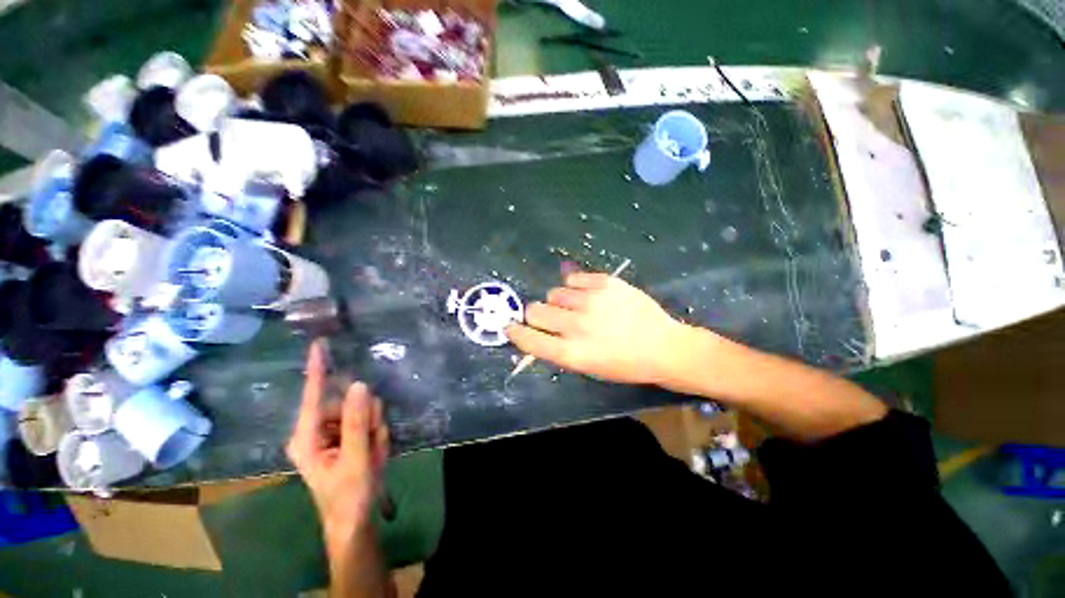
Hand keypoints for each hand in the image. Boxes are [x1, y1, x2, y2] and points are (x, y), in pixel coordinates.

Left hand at [287, 340, 388, 544]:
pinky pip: (365, 421)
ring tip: (373, 452)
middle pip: (346, 403)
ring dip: (374, 428)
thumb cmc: (349, 495)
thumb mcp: (356, 458)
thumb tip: (358, 385)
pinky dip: (375, 434)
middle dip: (368, 418)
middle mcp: (314, 430)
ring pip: (360, 411)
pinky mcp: (341, 437)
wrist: (354, 520)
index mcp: (306, 436)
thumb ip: (357, 421)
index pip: (313, 395)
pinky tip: (373, 452)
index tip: (319, 344)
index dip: (317, 369)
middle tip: (374, 440)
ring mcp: (329, 433)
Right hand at [506, 272, 688, 385]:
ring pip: (554, 293)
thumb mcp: (587, 367)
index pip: (529, 338)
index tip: (510, 326)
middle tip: (550, 316)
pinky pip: (573, 279)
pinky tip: (588, 295)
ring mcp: (592, 301)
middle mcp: (577, 326)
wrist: (663, 347)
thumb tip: (535, 331)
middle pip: (534, 310)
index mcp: (571, 353)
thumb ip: (558, 349)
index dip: (515, 332)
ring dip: (559, 301)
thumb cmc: (624, 364)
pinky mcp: (606, 283)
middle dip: (536, 314)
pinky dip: (575, 287)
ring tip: (577, 307)